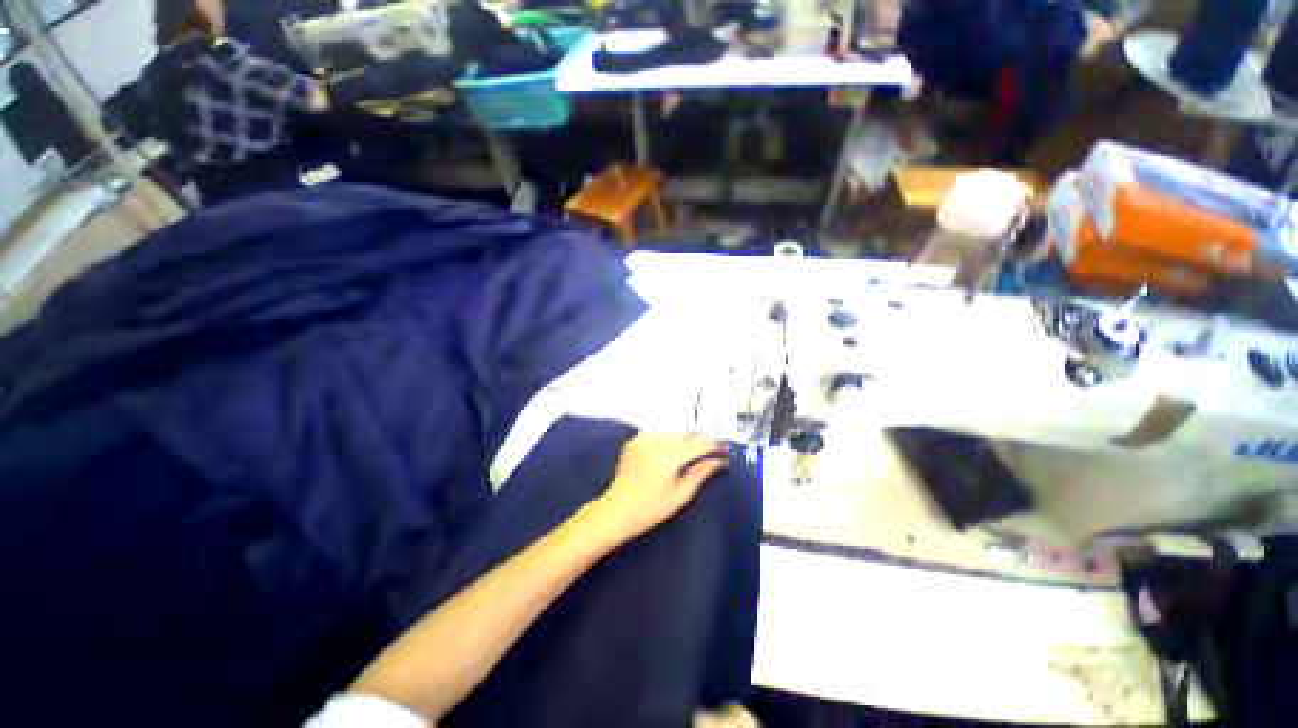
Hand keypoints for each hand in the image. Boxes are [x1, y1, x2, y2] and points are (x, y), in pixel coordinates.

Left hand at [584, 433, 726, 544]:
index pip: (700, 442)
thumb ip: (701, 474)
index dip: (715, 445)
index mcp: (669, 456)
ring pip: (673, 430)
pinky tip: (670, 452)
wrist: (615, 510)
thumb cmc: (650, 509)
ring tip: (692, 453)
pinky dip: (669, 439)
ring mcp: (644, 438)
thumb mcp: (680, 496)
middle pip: (687, 431)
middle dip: (700, 439)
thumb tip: (719, 461)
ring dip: (685, 438)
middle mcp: (656, 441)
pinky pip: (659, 433)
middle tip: (710, 452)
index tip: (725, 451)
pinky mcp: (635, 440)